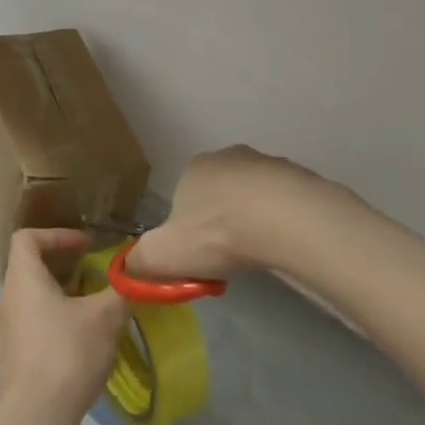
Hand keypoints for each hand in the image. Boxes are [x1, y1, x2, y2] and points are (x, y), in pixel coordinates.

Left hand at [0, 229, 129, 424]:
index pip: (27, 238)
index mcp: (23, 278)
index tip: (85, 246)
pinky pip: (33, 329)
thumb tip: (135, 275)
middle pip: (31, 270)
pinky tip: (83, 346)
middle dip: (66, 270)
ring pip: (33, 302)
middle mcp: (7, 299)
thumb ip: (121, 290)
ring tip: (94, 313)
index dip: (57, 235)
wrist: (34, 419)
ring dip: (62, 300)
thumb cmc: (67, 353)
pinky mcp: (11, 361)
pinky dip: (56, 326)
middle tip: (95, 278)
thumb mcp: (105, 317)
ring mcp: (5, 332)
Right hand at [126, 145, 346, 281]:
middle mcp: (226, 157)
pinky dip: (281, 220)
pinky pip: (283, 202)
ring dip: (253, 219)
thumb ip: (141, 260)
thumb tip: (127, 267)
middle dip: (222, 222)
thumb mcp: (165, 254)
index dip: (188, 230)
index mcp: (192, 169)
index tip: (199, 257)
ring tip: (259, 252)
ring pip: (252, 196)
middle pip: (218, 195)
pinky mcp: (298, 177)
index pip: (183, 199)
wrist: (283, 218)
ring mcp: (265, 163)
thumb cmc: (217, 232)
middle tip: (229, 257)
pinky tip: (284, 243)